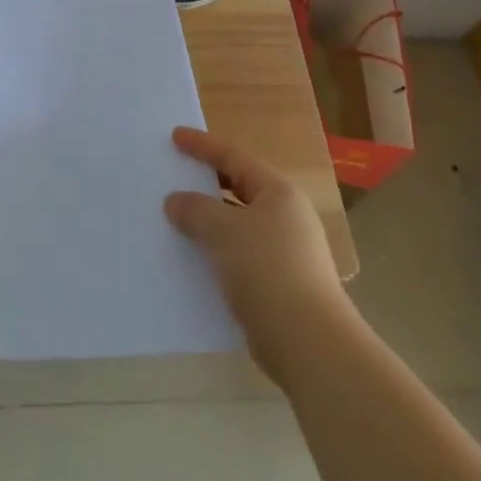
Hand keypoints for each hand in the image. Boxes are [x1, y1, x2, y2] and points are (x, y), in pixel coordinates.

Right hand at [165, 126, 348, 380]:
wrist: (308, 343)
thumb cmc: (267, 271)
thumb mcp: (224, 231)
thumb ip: (195, 210)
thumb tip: (175, 201)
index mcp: (278, 193)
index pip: (234, 157)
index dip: (202, 146)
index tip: (174, 136)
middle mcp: (285, 216)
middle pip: (238, 188)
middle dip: (205, 183)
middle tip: (173, 175)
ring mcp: (284, 251)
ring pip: (237, 225)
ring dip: (207, 221)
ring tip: (174, 218)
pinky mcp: (278, 283)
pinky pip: (238, 255)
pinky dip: (215, 251)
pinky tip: (190, 259)